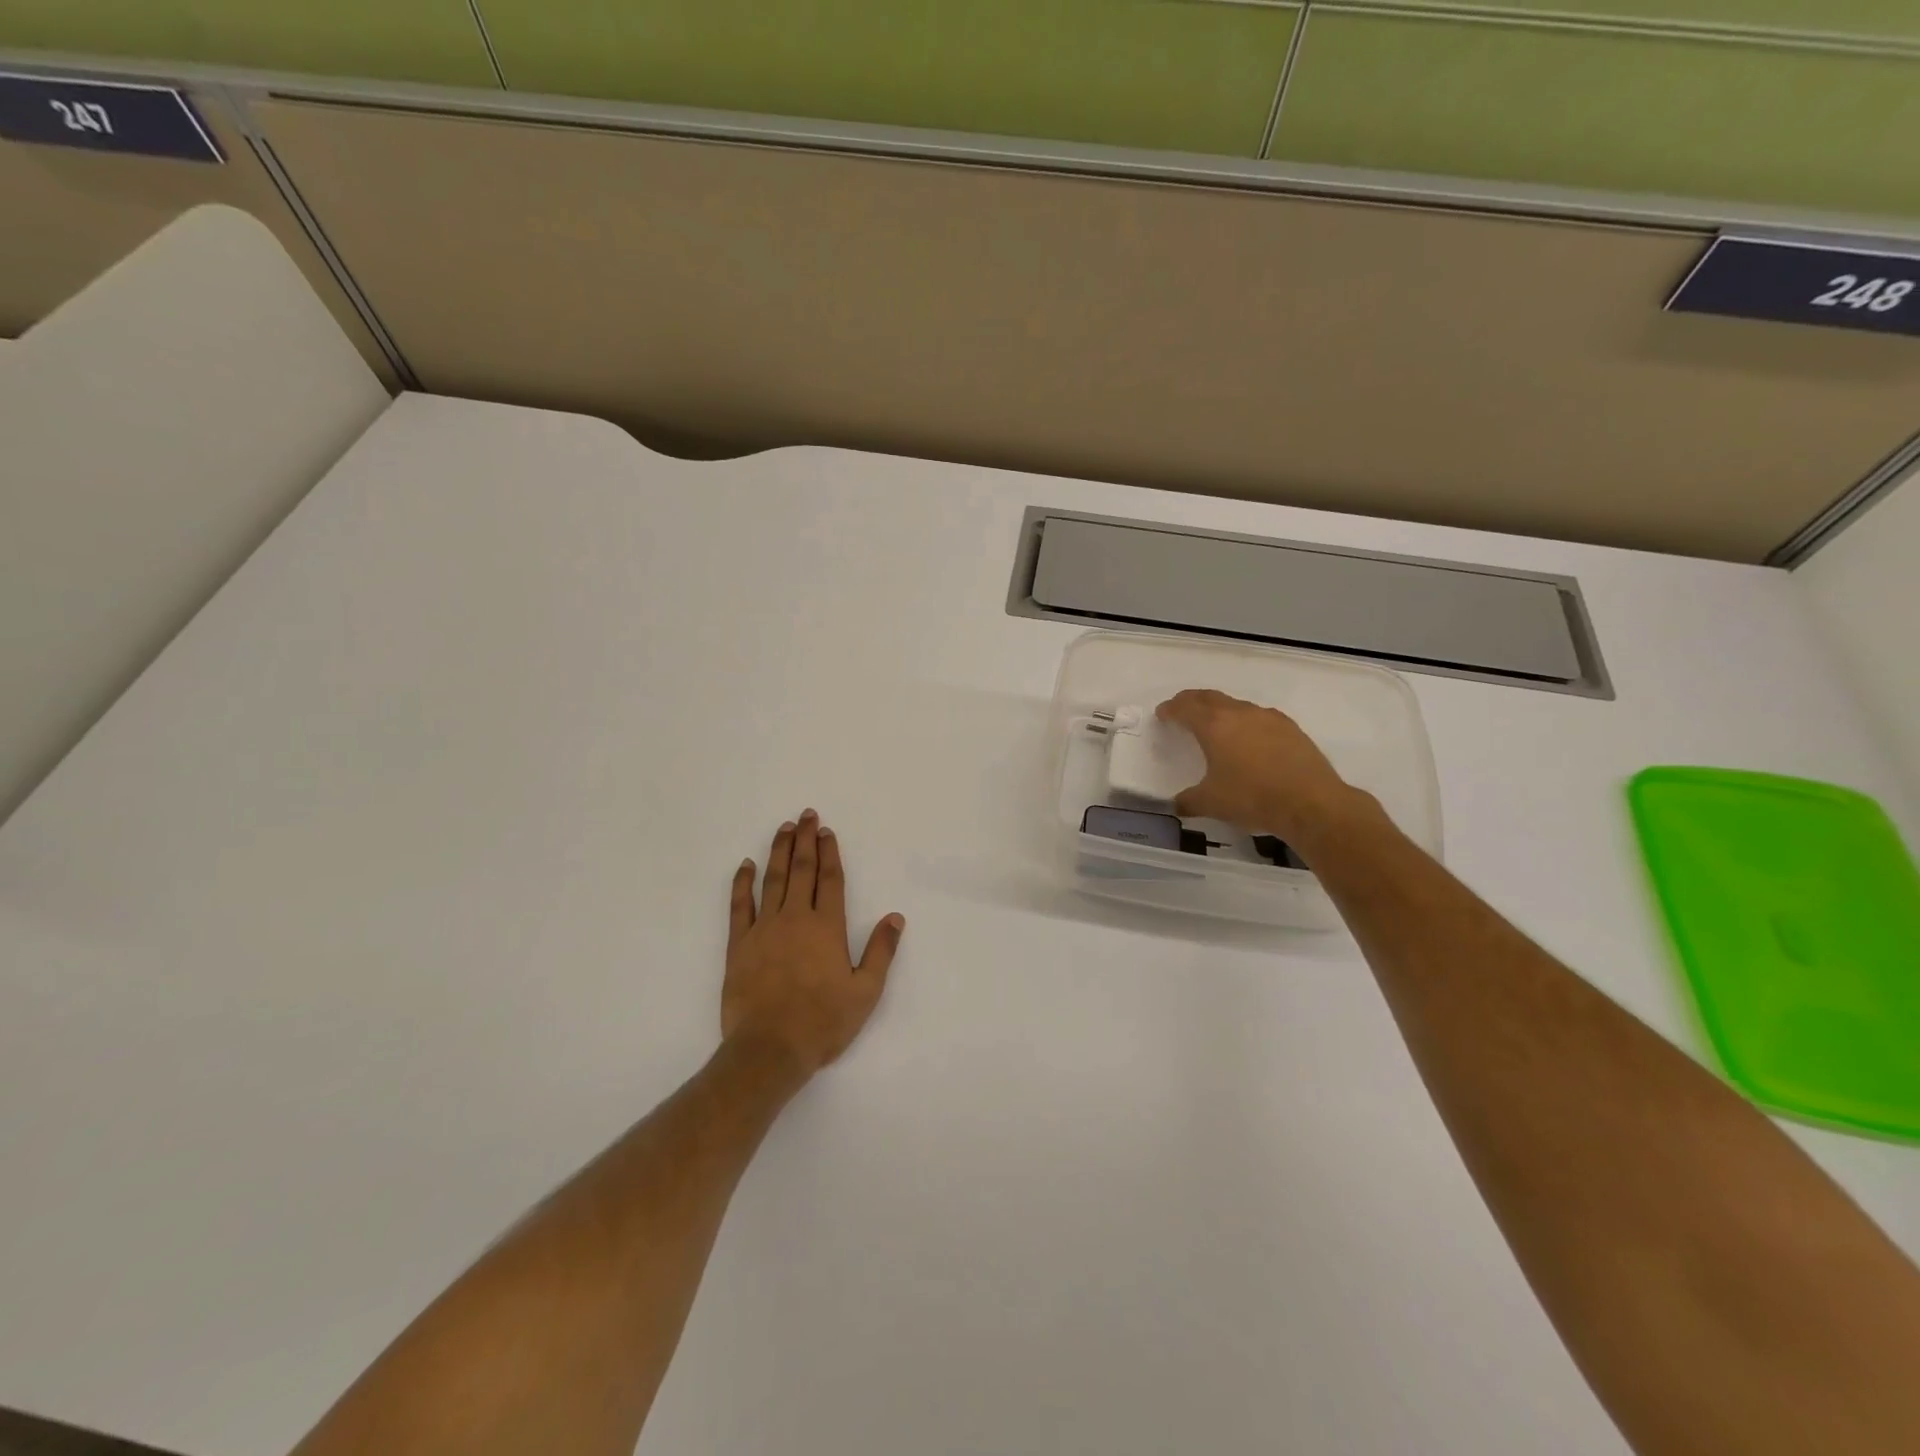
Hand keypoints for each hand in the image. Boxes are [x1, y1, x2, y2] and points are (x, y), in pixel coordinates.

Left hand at [722, 810, 904, 1078]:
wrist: (769, 1049)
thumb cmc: (823, 1022)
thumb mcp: (865, 992)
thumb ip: (881, 951)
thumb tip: (895, 917)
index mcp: (827, 927)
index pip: (830, 879)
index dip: (830, 853)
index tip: (827, 831)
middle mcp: (795, 918)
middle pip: (802, 870)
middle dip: (805, 840)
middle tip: (806, 815)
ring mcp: (764, 929)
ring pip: (773, 880)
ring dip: (779, 852)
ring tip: (784, 828)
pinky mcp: (738, 945)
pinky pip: (739, 905)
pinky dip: (742, 883)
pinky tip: (745, 865)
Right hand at [1156, 689, 1364, 843]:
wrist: (1311, 803)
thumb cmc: (1252, 798)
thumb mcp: (1211, 804)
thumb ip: (1188, 800)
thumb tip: (1177, 804)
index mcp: (1214, 726)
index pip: (1185, 707)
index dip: (1170, 709)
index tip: (1162, 714)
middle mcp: (1240, 713)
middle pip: (1209, 697)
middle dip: (1192, 701)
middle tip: (1182, 710)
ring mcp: (1268, 718)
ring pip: (1237, 705)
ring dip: (1221, 710)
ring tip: (1216, 725)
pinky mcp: (1291, 728)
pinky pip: (1260, 717)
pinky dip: (1246, 722)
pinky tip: (1250, 739)